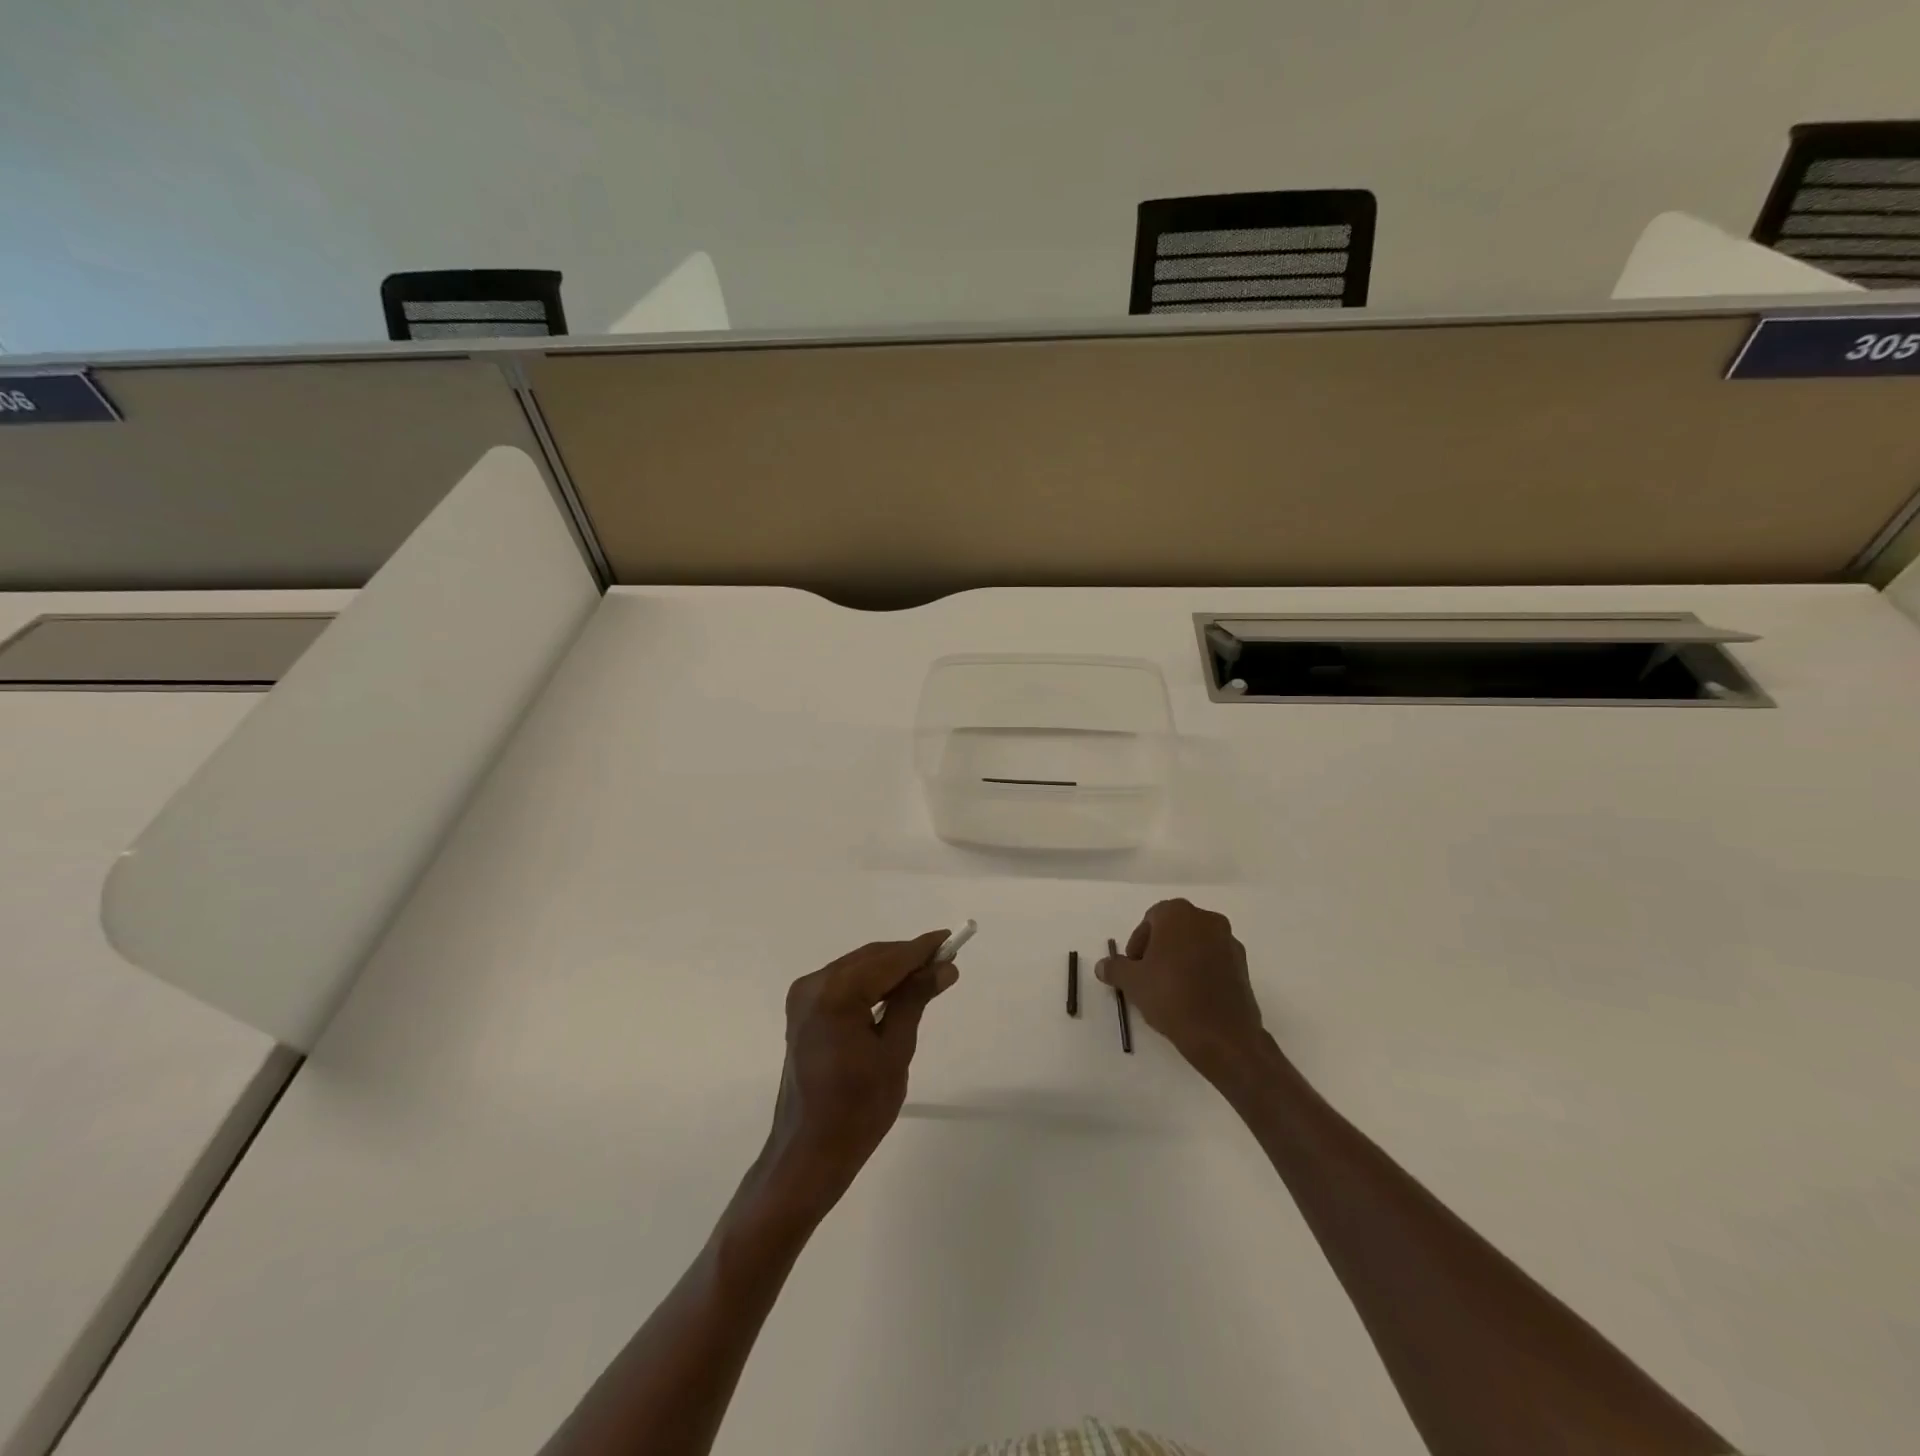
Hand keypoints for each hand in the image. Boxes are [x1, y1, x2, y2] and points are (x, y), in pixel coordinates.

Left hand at [760, 930, 958, 1218]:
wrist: (808, 1154)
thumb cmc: (858, 1109)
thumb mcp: (896, 1051)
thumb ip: (915, 1000)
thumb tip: (943, 967)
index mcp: (835, 994)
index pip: (887, 960)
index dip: (921, 949)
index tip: (950, 940)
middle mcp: (814, 985)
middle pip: (870, 959)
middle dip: (907, 958)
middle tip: (945, 961)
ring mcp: (804, 997)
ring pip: (857, 968)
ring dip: (890, 970)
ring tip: (927, 975)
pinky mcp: (803, 1012)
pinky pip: (844, 984)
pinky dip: (871, 984)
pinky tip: (896, 992)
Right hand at [1096, 899, 1264, 1074]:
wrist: (1223, 1034)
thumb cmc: (1171, 996)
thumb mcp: (1132, 982)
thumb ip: (1115, 968)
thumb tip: (1102, 966)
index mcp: (1178, 914)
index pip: (1150, 920)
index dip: (1137, 944)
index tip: (1134, 968)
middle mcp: (1206, 919)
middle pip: (1174, 929)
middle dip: (1159, 949)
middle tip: (1148, 977)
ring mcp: (1229, 941)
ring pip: (1195, 944)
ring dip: (1181, 960)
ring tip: (1170, 990)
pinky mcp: (1243, 966)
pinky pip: (1214, 961)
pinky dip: (1201, 972)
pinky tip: (1192, 998)